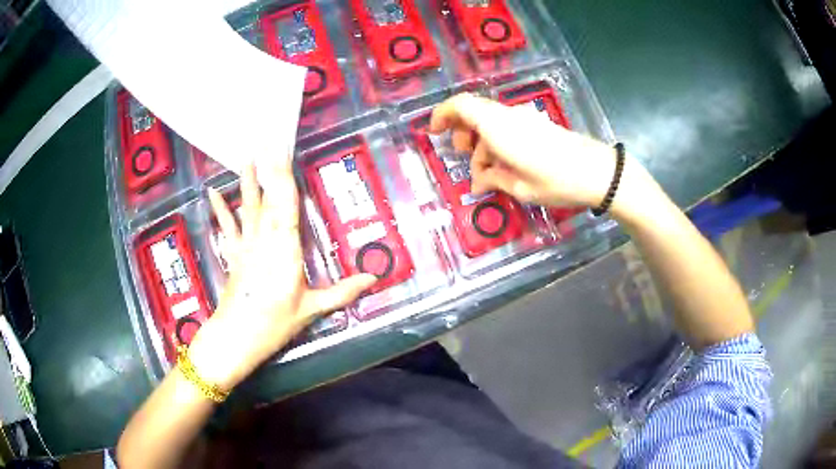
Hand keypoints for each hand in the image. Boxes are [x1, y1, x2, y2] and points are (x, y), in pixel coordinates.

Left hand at [187, 159, 375, 390]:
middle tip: (267, 142)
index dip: (283, 177)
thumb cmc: (276, 323)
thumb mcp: (312, 308)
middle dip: (269, 170)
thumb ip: (342, 291)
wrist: (237, 337)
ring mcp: (246, 246)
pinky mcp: (234, 255)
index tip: (281, 152)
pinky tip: (213, 193)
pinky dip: (221, 211)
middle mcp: (265, 240)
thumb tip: (374, 279)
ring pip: (247, 208)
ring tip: (245, 158)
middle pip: (268, 199)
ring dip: (246, 182)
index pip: (286, 205)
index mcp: (286, 249)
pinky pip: (227, 228)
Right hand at [429, 93, 624, 208]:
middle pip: (474, 113)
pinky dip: (498, 143)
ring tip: (487, 174)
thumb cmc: (557, 181)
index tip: (435, 132)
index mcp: (498, 127)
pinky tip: (505, 167)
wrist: (598, 173)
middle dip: (463, 133)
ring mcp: (524, 119)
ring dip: (482, 143)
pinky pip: (507, 127)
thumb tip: (478, 181)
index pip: (461, 105)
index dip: (442, 114)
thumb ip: (492, 179)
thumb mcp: (520, 187)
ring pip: (491, 122)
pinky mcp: (537, 125)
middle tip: (464, 157)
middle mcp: (508, 116)